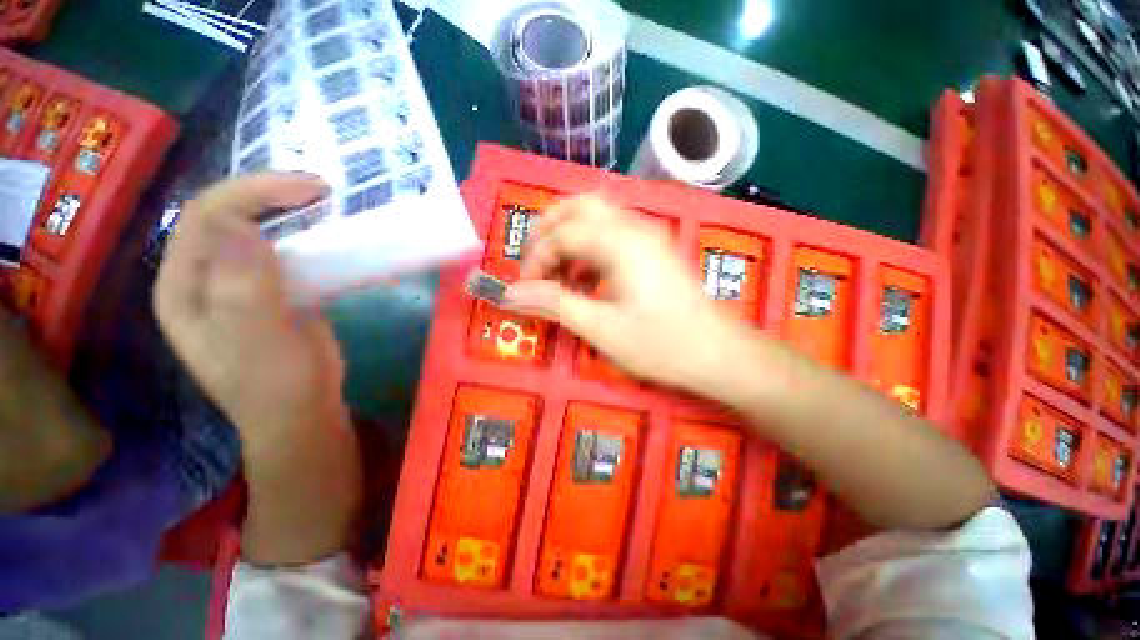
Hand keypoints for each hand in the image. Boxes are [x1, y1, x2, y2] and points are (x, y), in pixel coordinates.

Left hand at [154, 174, 341, 446]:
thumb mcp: (259, 342)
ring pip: (254, 228)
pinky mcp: (271, 291)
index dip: (251, 193)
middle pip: (225, 215)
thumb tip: (241, 228)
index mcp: (184, 288)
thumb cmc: (278, 385)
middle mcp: (203, 278)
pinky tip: (326, 232)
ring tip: (325, 202)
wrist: (303, 413)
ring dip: (286, 210)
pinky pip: (281, 250)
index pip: (204, 218)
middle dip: (268, 193)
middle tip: (321, 188)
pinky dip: (303, 234)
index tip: (309, 190)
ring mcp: (238, 284)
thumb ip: (242, 289)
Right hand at [504, 195, 758, 399]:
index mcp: (620, 242)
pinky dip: (589, 249)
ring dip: (569, 238)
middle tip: (534, 265)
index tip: (524, 290)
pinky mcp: (653, 250)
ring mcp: (647, 236)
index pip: (562, 234)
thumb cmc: (661, 344)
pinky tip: (585, 279)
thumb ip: (554, 305)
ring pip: (597, 217)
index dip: (535, 259)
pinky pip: (612, 235)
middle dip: (549, 232)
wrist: (718, 353)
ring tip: (557, 273)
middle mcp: (634, 227)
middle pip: (579, 207)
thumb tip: (511, 294)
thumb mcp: (601, 329)